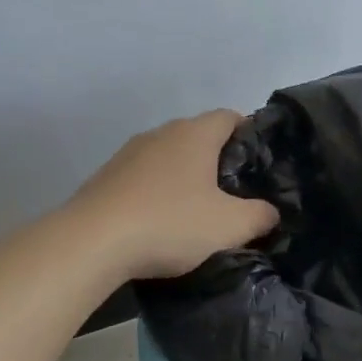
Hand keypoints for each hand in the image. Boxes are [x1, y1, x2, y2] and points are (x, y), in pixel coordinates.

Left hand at [74, 110, 278, 279]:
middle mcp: (161, 134)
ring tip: (198, 210)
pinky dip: (158, 192)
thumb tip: (271, 212)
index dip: (249, 134)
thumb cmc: (170, 223)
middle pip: (199, 136)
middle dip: (219, 159)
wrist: (90, 243)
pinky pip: (144, 178)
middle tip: (236, 192)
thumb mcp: (231, 226)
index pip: (230, 116)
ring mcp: (128, 154)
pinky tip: (162, 222)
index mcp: (195, 134)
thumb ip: (261, 215)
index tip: (260, 163)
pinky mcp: (106, 178)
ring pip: (170, 157)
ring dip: (186, 177)